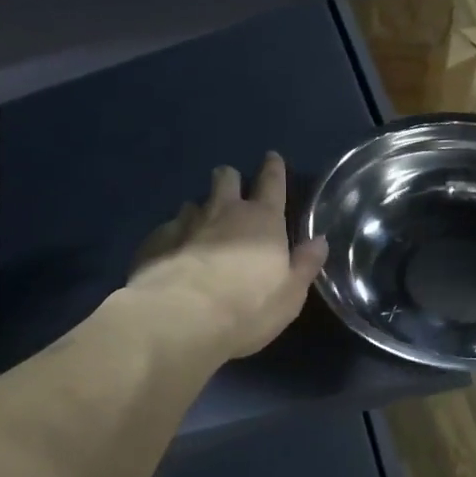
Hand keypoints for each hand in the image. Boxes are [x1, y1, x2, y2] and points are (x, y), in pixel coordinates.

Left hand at [126, 154, 328, 361]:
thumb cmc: (248, 308)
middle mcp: (224, 212)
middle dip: (230, 179)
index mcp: (263, 221)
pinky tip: (173, 252)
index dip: (274, 169)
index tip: (272, 157)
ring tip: (201, 225)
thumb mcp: (290, 294)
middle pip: (226, 179)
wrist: (180, 319)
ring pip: (193, 203)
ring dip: (200, 210)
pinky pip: (168, 229)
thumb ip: (305, 264)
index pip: (272, 183)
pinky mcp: (156, 242)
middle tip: (231, 188)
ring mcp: (186, 224)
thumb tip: (319, 241)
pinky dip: (174, 236)